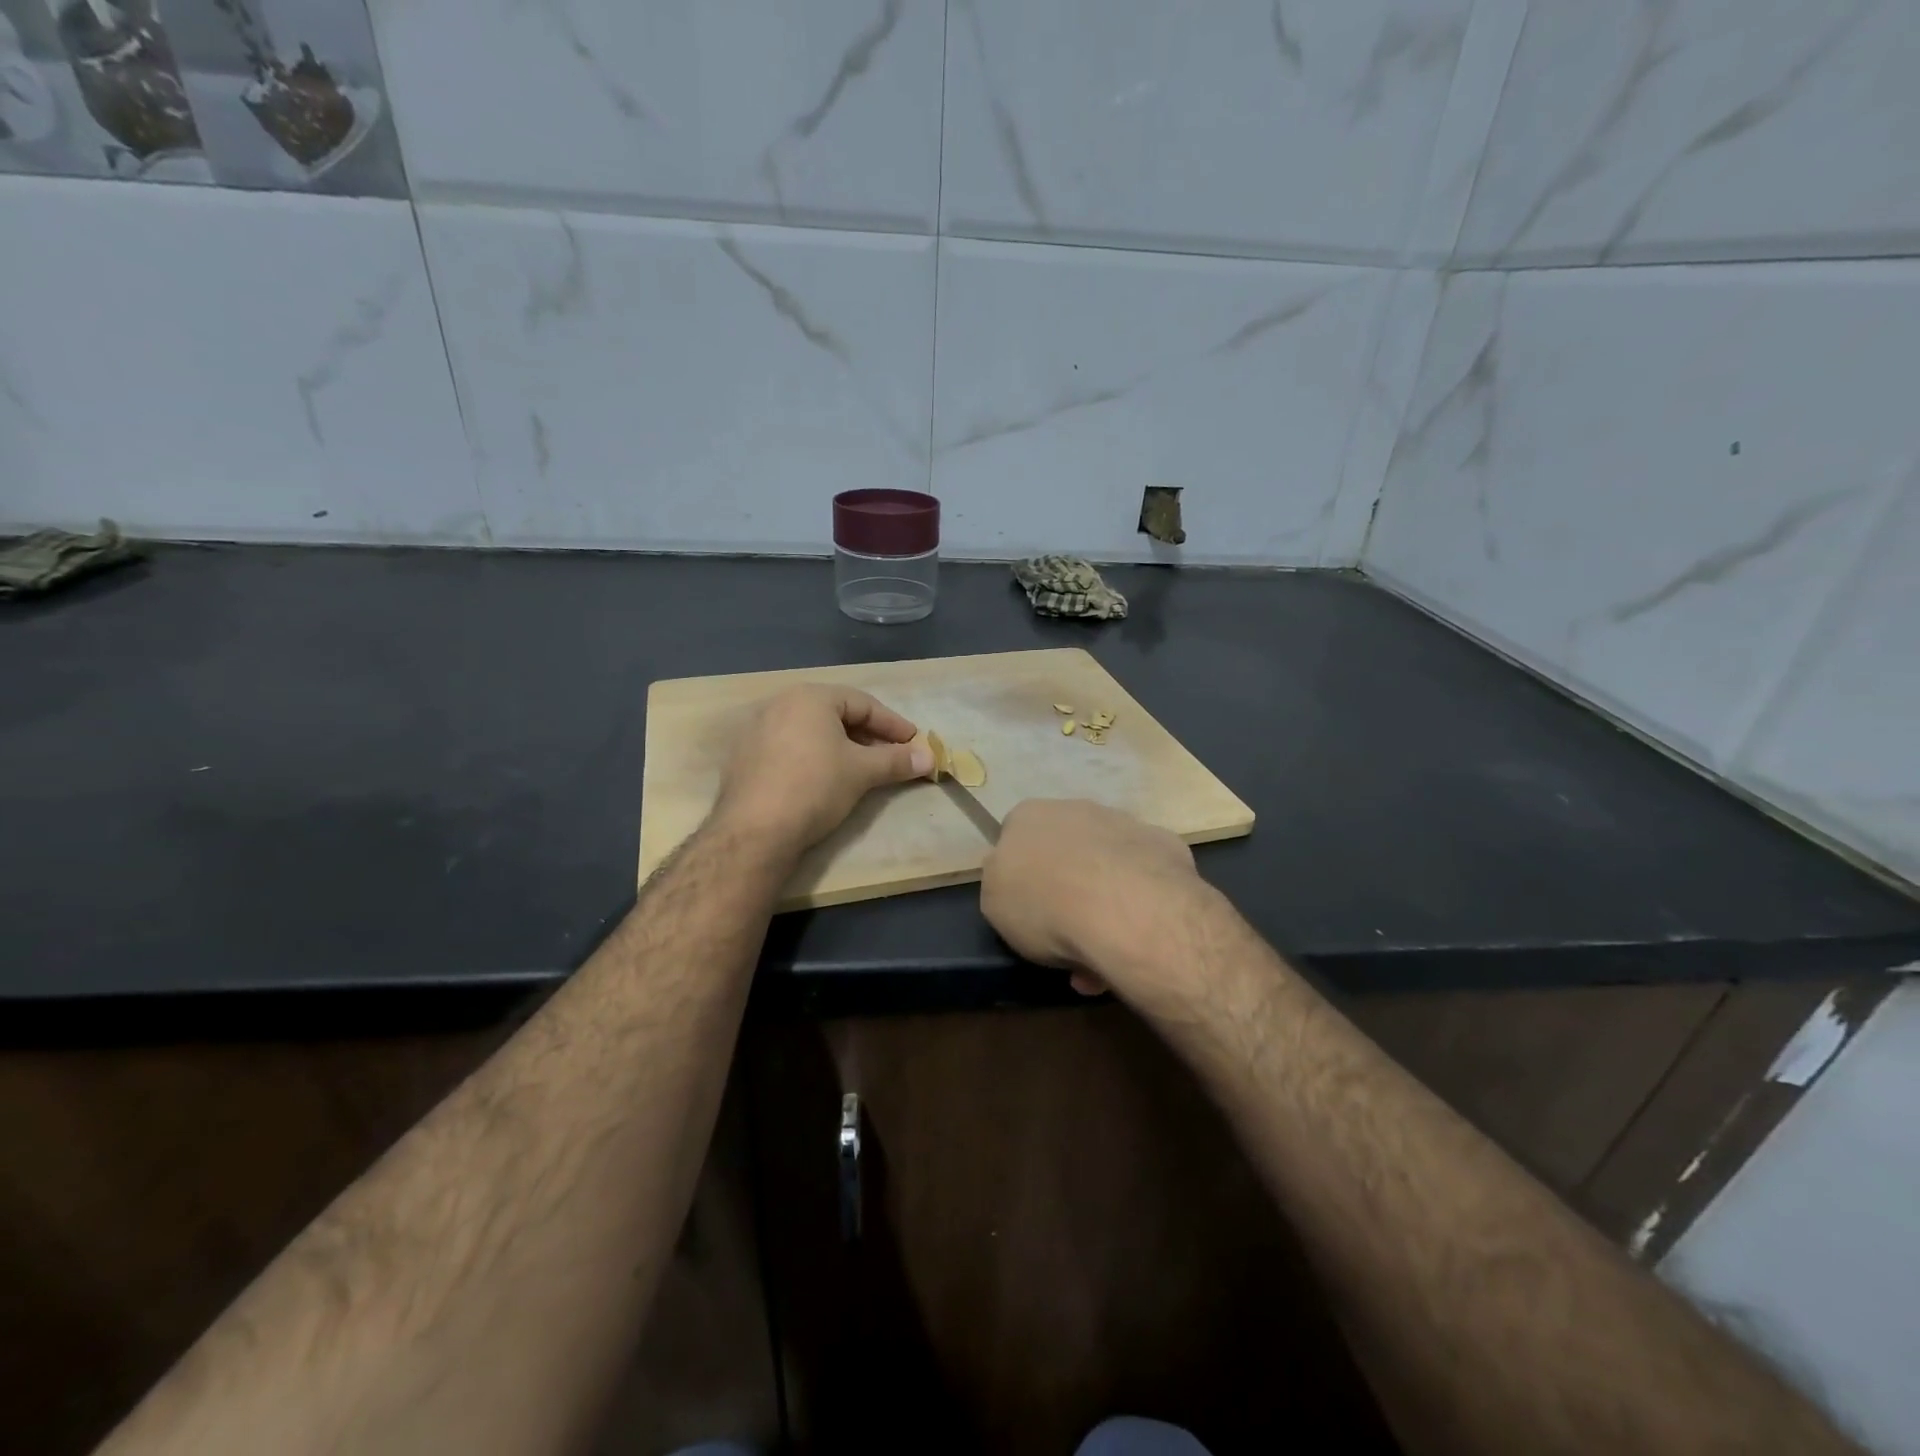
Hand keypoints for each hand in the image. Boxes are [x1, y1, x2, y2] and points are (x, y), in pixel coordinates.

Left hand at [715, 684, 932, 851]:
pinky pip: (790, 748)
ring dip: (841, 747)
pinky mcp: (744, 757)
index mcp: (810, 697)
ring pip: (811, 731)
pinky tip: (825, 779)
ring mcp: (757, 729)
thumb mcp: (863, 772)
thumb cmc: (816, 787)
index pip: (863, 704)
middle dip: (868, 736)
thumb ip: (897, 760)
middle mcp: (780, 703)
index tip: (914, 742)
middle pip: (835, 715)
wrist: (755, 830)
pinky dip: (814, 757)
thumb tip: (930, 759)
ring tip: (862, 769)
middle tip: (891, 756)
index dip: (893, 724)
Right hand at [980, 800, 1210, 1006]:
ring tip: (1105, 956)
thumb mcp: (994, 904)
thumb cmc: (1045, 905)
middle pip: (1065, 852)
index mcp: (1029, 816)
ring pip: (1107, 867)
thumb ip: (1002, 884)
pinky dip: (1140, 904)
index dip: (1021, 876)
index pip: (1016, 838)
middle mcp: (1076, 808)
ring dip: (1104, 904)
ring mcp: (1125, 823)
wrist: (1126, 908)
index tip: (1028, 912)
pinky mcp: (1166, 845)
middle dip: (1066, 891)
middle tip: (1066, 939)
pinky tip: (1138, 938)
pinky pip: (1145, 878)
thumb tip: (1017, 878)